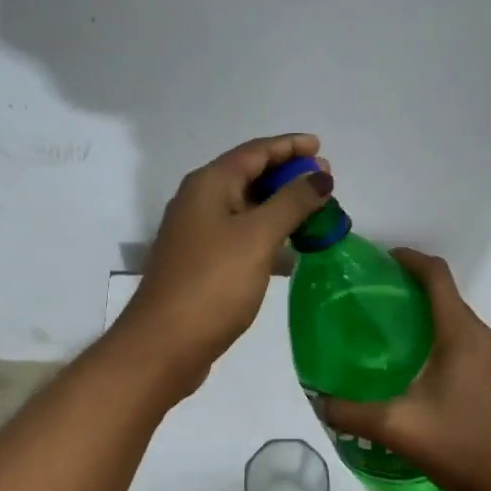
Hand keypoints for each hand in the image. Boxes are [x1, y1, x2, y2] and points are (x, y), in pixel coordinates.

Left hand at [114, 133, 332, 394]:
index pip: (255, 151)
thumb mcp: (258, 236)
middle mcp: (199, 201)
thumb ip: (292, 202)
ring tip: (316, 213)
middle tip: (325, 183)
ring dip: (280, 206)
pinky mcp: (202, 263)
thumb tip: (319, 175)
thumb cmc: (213, 282)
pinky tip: (292, 250)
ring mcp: (198, 233)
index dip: (289, 146)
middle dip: (287, 175)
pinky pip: (241, 235)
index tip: (321, 147)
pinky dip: (267, 235)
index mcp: (209, 184)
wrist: (165, 344)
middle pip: (249, 175)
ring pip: (246, 207)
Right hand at [321, 249, 490, 490]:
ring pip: (454, 318)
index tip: (378, 260)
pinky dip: (437, 336)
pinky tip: (413, 366)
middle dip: (408, 287)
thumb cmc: (462, 447)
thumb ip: (352, 412)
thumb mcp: (398, 429)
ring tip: (384, 331)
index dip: (408, 259)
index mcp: (460, 334)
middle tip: (368, 299)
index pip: (436, 275)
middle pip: (444, 294)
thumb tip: (318, 400)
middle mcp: (482, 336)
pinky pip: (463, 340)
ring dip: (423, 313)